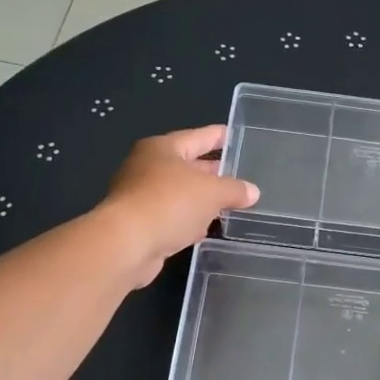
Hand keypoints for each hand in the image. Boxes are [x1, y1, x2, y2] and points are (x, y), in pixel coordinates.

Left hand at [96, 126, 259, 287]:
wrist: (127, 243)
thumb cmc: (170, 203)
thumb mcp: (212, 192)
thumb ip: (234, 189)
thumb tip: (252, 192)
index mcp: (162, 149)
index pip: (197, 137)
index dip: (217, 136)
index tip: (233, 136)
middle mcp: (147, 168)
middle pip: (186, 166)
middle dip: (211, 172)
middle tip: (237, 175)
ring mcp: (141, 197)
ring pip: (180, 194)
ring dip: (201, 200)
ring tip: (228, 204)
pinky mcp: (140, 225)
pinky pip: (172, 217)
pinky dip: (188, 221)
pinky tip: (204, 229)